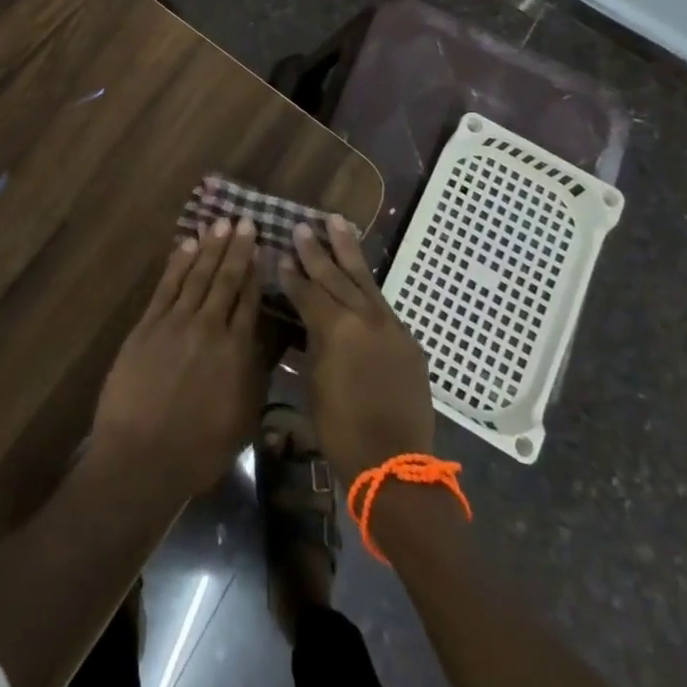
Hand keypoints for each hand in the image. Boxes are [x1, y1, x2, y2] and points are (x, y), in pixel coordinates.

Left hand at [90, 218, 264, 500]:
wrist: (141, 458)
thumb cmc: (197, 450)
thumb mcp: (242, 419)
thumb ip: (253, 375)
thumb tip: (262, 340)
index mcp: (235, 351)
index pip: (249, 300)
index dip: (255, 271)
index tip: (262, 247)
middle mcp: (208, 328)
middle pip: (225, 279)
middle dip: (236, 248)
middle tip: (244, 221)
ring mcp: (175, 323)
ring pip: (197, 275)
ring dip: (210, 247)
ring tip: (220, 224)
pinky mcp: (147, 325)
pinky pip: (167, 285)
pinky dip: (178, 262)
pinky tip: (187, 245)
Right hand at [279, 214, 434, 483]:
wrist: (396, 464)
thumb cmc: (342, 431)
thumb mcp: (315, 384)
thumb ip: (313, 344)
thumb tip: (308, 322)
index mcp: (336, 330)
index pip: (308, 293)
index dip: (292, 275)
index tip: (280, 254)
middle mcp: (364, 319)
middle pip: (336, 276)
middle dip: (316, 251)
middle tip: (301, 226)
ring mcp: (390, 326)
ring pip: (364, 279)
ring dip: (348, 250)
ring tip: (336, 221)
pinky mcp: (407, 339)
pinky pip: (381, 303)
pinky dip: (366, 285)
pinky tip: (359, 273)